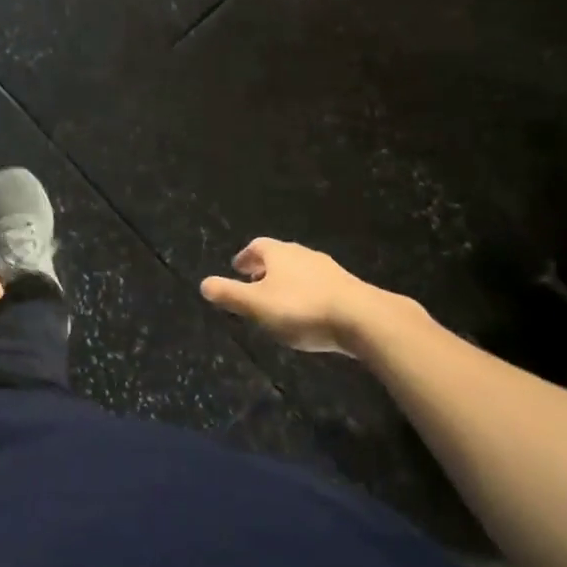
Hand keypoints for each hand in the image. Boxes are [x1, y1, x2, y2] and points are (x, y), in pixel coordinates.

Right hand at [201, 238, 426, 356]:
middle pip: (280, 256)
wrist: (363, 319)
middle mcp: (304, 254)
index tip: (237, 269)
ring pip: (301, 270)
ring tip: (280, 301)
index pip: (257, 246)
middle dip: (266, 269)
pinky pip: (320, 286)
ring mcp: (329, 270)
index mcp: (279, 253)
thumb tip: (203, 284)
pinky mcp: (349, 288)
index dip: (245, 257)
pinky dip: (308, 294)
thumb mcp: (257, 305)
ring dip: (288, 282)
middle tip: (255, 284)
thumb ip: (229, 294)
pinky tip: (309, 313)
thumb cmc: (302, 309)